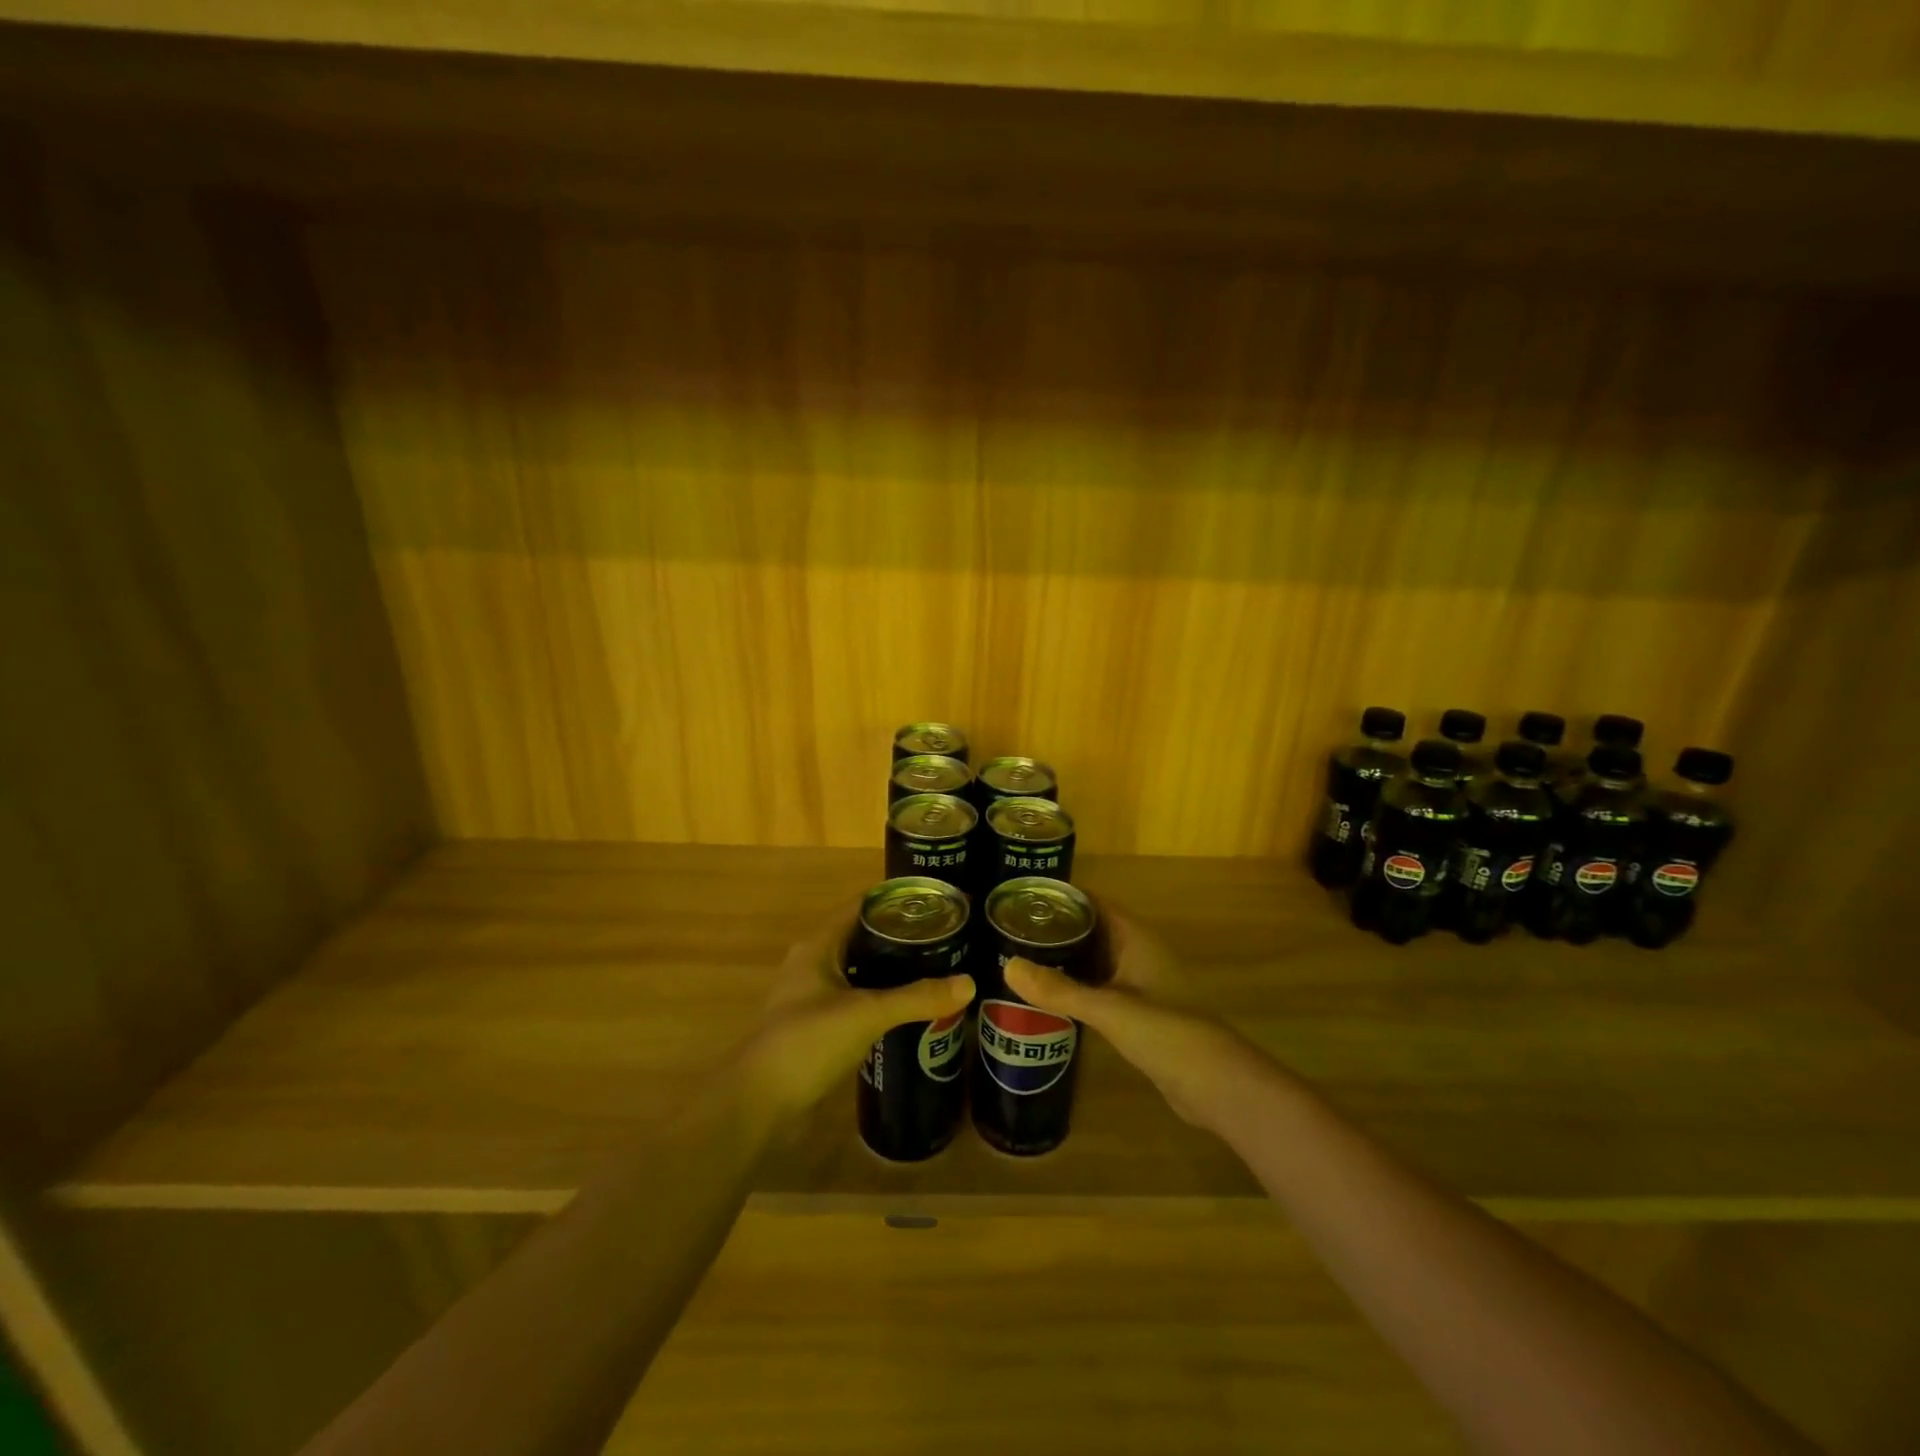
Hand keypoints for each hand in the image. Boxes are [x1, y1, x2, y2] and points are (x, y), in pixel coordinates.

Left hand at [735, 908, 973, 1130]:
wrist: (758, 1105)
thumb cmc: (806, 1042)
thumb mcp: (866, 1013)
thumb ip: (916, 997)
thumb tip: (969, 983)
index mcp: (819, 945)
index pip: (862, 907)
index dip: (897, 901)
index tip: (937, 904)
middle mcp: (815, 964)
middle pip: (864, 938)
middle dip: (903, 938)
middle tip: (947, 939)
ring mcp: (815, 998)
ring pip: (862, 972)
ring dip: (894, 972)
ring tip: (938, 971)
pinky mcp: (819, 1028)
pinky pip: (858, 1002)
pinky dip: (884, 1001)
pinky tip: (912, 1011)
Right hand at [1005, 908, 1247, 1129]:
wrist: (1215, 1084)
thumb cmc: (1165, 1032)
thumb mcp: (1107, 1008)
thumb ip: (1058, 989)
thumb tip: (1007, 965)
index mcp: (1136, 938)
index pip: (1094, 903)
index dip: (1061, 897)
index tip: (1022, 897)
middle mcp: (1138, 953)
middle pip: (1092, 929)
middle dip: (1056, 928)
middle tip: (1011, 930)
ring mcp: (1140, 984)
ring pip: (1095, 960)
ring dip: (1065, 958)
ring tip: (1021, 958)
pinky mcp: (1139, 1012)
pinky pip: (1100, 987)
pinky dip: (1076, 985)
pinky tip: (1049, 996)